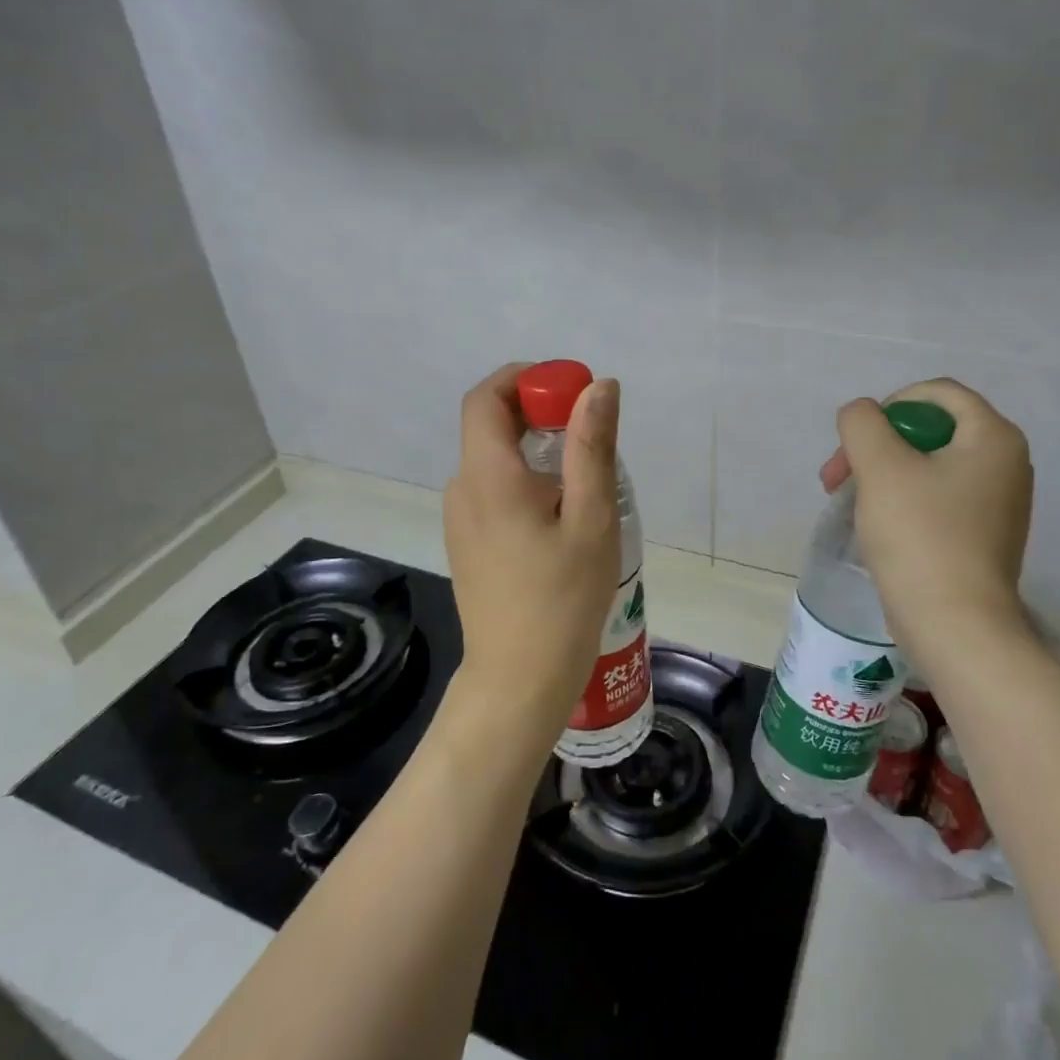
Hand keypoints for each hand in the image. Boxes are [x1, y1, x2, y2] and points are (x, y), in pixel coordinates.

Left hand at [442, 363, 622, 744]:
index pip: (486, 397)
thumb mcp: (591, 518)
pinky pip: (494, 490)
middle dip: (538, 412)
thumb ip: (592, 447)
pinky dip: (526, 480)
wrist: (519, 680)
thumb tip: (598, 387)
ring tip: (585, 482)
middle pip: (490, 426)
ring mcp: (460, 519)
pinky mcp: (468, 543)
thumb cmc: (562, 599)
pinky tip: (562, 517)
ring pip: (494, 459)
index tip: (571, 391)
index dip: (525, 379)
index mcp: (487, 476)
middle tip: (590, 434)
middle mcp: (463, 489)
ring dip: (536, 449)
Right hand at [819, 378, 1034, 653]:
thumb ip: (863, 423)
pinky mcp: (984, 534)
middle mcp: (1006, 462)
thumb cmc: (920, 537)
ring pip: (928, 465)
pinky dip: (903, 500)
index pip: (937, 393)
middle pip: (930, 429)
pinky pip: (937, 497)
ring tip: (850, 503)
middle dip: (877, 446)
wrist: (955, 625)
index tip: (859, 442)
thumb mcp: (880, 467)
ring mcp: (998, 501)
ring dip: (882, 474)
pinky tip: (878, 526)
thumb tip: (862, 415)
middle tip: (838, 478)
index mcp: (993, 437)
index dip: (889, 406)